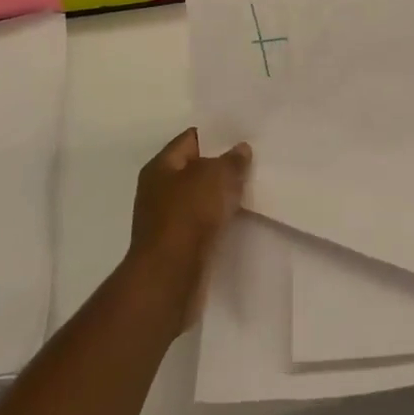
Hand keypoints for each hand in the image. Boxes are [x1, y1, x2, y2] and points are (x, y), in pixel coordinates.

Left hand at [126, 128, 250, 326]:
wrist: (170, 279)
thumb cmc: (188, 216)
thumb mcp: (216, 177)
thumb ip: (232, 160)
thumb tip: (240, 149)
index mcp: (161, 166)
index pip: (191, 139)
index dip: (217, 135)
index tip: (244, 135)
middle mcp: (159, 190)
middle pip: (196, 169)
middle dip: (223, 167)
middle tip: (254, 162)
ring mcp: (167, 220)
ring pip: (201, 199)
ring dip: (222, 196)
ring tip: (253, 190)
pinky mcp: (178, 247)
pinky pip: (203, 224)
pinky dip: (219, 221)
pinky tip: (241, 219)